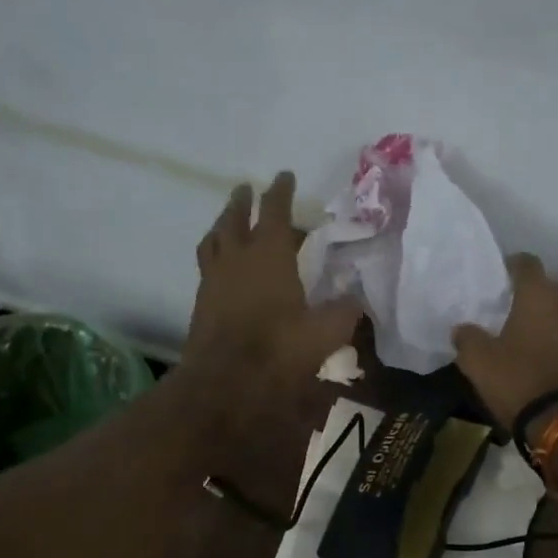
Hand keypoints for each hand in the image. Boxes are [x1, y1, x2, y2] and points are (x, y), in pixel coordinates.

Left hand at [185, 173, 361, 422]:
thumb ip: (344, 312)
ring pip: (214, 238)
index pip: (273, 211)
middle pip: (234, 218)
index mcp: (269, 255)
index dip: (280, 191)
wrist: (225, 382)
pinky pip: (206, 264)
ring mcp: (213, 278)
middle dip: (242, 201)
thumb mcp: (324, 333)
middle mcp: (237, 258)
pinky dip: (214, 253)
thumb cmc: (278, 350)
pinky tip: (222, 264)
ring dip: (222, 223)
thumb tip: (356, 300)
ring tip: (227, 220)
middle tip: (246, 189)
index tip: (284, 175)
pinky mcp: (201, 301)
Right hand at [452, 254, 557, 438]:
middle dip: (542, 300)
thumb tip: (463, 328)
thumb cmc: (520, 384)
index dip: (512, 269)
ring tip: (551, 343)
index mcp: (541, 295)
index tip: (502, 281)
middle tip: (524, 320)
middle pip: (557, 289)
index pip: (526, 264)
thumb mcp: (478, 363)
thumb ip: (468, 338)